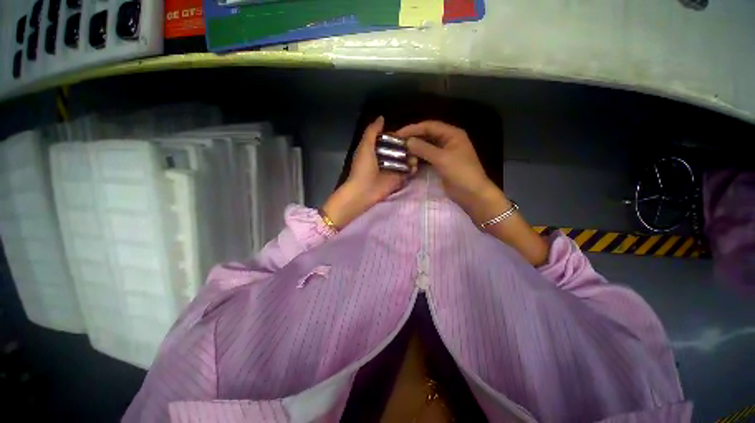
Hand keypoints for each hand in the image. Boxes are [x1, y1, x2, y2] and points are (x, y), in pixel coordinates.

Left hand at [323, 116, 417, 228]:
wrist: (364, 191)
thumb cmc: (363, 168)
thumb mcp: (365, 146)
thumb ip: (372, 132)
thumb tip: (381, 117)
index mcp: (376, 150)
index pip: (390, 140)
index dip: (398, 136)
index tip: (409, 132)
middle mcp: (385, 158)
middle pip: (400, 150)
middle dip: (408, 147)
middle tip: (416, 146)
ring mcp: (392, 169)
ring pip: (405, 160)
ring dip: (412, 158)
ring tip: (416, 157)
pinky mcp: (398, 179)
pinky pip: (407, 172)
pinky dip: (412, 169)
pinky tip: (415, 167)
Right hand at [397, 120, 548, 265]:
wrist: (472, 194)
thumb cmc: (461, 173)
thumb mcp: (442, 159)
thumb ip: (424, 148)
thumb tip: (407, 141)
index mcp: (452, 134)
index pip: (429, 126)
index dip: (413, 129)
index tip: (398, 135)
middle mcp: (448, 140)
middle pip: (427, 136)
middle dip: (413, 140)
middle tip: (397, 145)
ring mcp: (445, 153)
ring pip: (426, 147)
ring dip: (415, 151)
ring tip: (403, 155)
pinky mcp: (441, 164)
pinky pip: (427, 158)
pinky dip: (419, 159)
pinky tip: (410, 162)